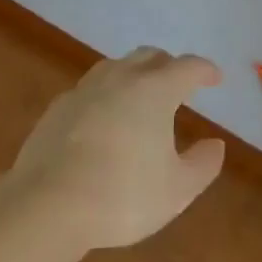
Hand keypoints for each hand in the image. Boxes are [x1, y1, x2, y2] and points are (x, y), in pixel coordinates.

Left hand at [10, 47, 226, 249]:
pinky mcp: (57, 108)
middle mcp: (121, 78)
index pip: (187, 67)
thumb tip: (215, 145)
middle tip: (178, 84)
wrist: (46, 205)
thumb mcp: (176, 190)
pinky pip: (88, 90)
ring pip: (115, 67)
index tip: (215, 79)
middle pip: (150, 56)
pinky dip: (103, 96)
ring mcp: (85, 90)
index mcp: (155, 90)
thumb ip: (202, 165)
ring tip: (139, 96)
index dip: (205, 71)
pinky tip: (101, 119)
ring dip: (133, 74)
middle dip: (168, 65)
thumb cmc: (121, 195)